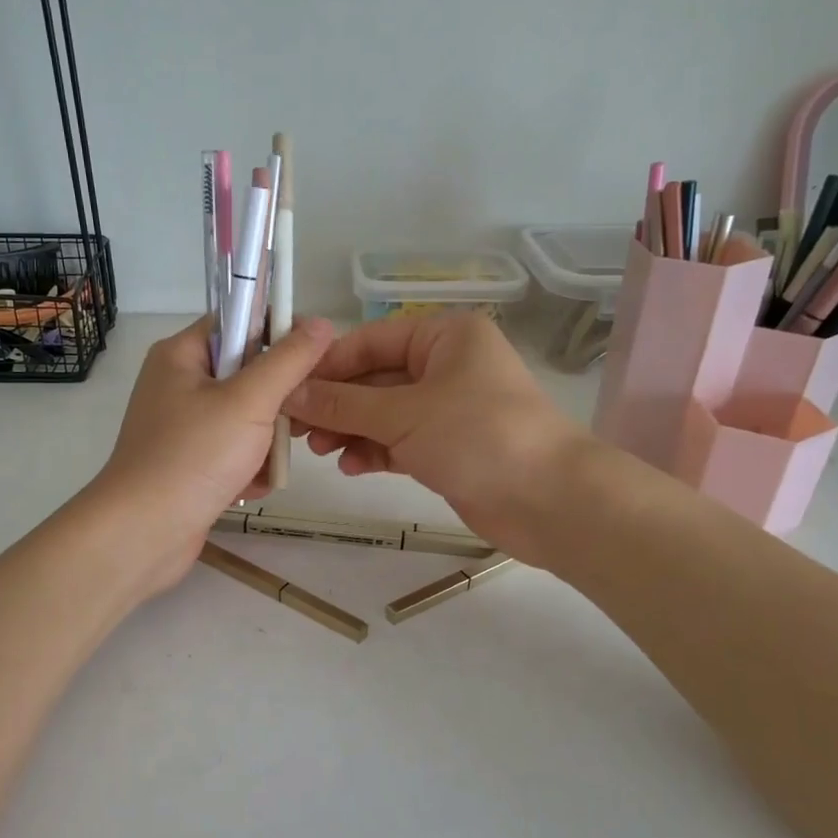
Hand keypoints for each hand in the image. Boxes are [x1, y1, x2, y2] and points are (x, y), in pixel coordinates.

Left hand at [88, 315, 334, 596]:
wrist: (143, 534)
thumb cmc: (194, 456)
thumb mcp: (249, 401)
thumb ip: (289, 361)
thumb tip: (321, 323)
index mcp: (181, 355)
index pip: (239, 321)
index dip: (278, 334)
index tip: (312, 361)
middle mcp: (178, 384)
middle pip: (247, 374)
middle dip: (275, 403)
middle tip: (291, 423)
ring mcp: (182, 427)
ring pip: (246, 418)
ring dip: (265, 443)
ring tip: (266, 465)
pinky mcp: (189, 463)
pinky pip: (233, 452)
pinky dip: (247, 469)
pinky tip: (249, 488)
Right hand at [283, 312, 593, 562]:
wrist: (550, 501)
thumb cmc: (478, 437)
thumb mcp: (404, 414)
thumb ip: (344, 404)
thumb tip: (290, 393)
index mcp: (444, 337)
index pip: (370, 341)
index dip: (328, 365)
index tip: (287, 389)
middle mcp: (446, 366)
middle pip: (375, 379)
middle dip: (336, 404)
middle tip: (296, 429)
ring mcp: (448, 409)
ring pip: (384, 413)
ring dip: (351, 430)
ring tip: (319, 450)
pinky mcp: (448, 448)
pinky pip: (399, 442)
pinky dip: (375, 451)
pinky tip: (351, 467)